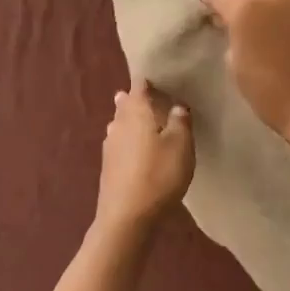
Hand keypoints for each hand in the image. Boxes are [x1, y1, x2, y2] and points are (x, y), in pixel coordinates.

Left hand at [95, 76, 195, 235]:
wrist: (127, 217)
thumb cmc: (159, 175)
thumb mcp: (181, 145)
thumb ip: (180, 121)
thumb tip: (176, 105)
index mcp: (136, 112)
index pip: (140, 86)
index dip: (148, 79)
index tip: (158, 74)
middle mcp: (119, 124)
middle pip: (126, 104)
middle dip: (136, 98)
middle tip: (151, 94)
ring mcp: (110, 146)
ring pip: (120, 123)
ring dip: (130, 118)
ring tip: (143, 117)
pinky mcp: (108, 166)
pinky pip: (120, 142)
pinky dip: (129, 139)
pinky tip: (136, 147)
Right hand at [201, 0, 289, 146]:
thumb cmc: (270, 94)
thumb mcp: (235, 65)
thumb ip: (233, 35)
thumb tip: (235, 24)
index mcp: (247, 7)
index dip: (214, 3)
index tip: (212, 10)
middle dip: (250, 6)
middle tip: (250, 24)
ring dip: (281, 10)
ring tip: (282, 29)